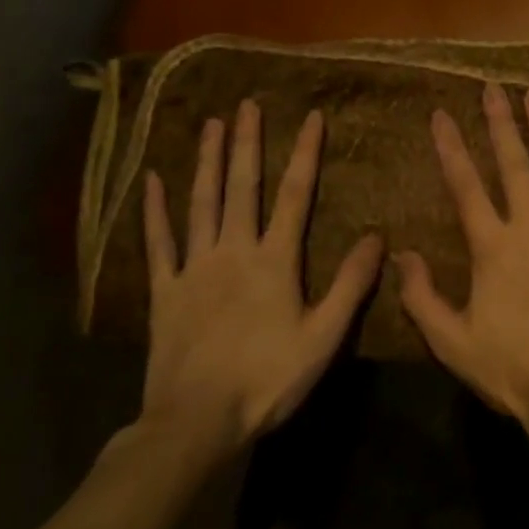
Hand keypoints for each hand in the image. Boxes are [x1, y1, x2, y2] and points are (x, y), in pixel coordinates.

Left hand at [135, 100, 382, 458]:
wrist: (195, 424)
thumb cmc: (265, 380)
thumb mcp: (322, 337)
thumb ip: (350, 285)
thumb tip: (376, 237)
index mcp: (274, 260)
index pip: (294, 194)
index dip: (305, 153)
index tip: (311, 116)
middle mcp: (234, 250)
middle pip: (242, 187)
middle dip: (247, 143)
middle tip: (246, 104)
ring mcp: (195, 268)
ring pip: (202, 203)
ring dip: (207, 162)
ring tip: (210, 125)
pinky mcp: (164, 291)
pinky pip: (158, 244)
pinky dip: (154, 212)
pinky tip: (152, 181)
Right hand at [396, 82, 528, 451]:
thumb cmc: (513, 369)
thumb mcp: (452, 342)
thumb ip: (422, 297)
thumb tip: (400, 255)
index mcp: (492, 247)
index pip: (465, 185)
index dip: (451, 147)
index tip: (441, 114)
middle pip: (513, 163)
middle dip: (500, 122)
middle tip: (492, 87)